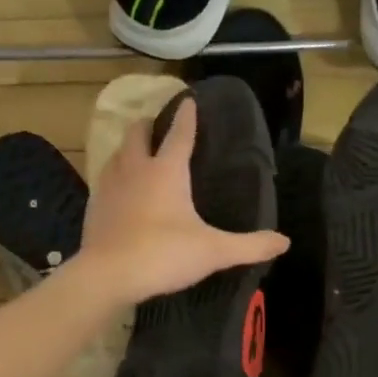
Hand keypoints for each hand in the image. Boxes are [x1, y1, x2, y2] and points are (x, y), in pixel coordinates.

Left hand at [76, 99, 287, 306]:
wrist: (107, 276)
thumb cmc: (163, 254)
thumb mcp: (214, 252)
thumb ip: (250, 246)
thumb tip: (284, 242)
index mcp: (167, 171)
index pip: (180, 134)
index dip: (187, 116)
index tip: (188, 100)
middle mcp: (135, 170)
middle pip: (137, 134)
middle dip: (148, 125)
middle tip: (156, 125)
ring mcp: (109, 187)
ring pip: (116, 155)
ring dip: (127, 149)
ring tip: (137, 154)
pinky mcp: (93, 208)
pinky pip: (104, 182)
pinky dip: (114, 178)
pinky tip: (119, 192)